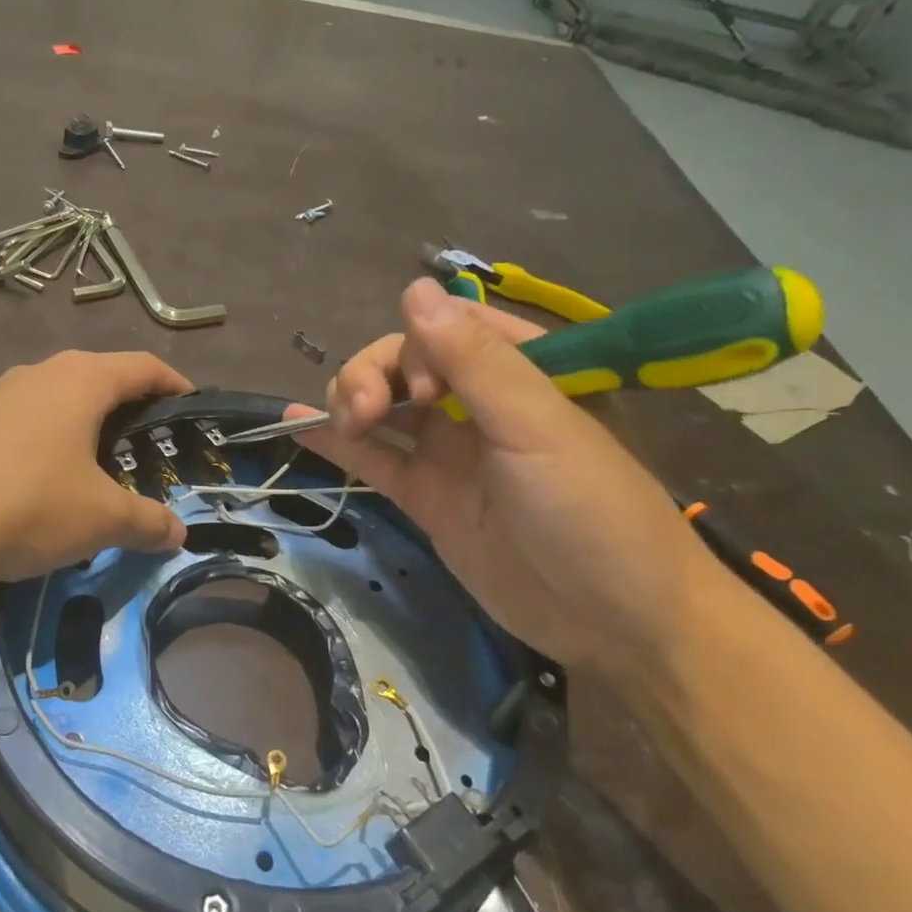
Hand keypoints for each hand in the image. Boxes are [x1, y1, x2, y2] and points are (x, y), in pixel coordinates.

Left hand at [0, 350, 191, 590]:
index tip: (191, 404)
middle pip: (99, 378)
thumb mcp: (101, 519)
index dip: (174, 383)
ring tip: (99, 467)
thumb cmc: (30, 505)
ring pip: (57, 400)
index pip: (143, 366)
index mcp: (81, 380)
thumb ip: (147, 521)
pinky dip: (48, 443)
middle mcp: (39, 374)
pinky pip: (24, 423)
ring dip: (84, 426)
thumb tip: (178, 534)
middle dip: (129, 407)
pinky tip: (44, 483)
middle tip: (149, 445)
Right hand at [297, 280, 725, 680]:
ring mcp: (450, 451)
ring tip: (342, 423)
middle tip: (365, 413)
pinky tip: (296, 423)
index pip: (449, 327)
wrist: (615, 623)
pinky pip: (375, 458)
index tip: (422, 389)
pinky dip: (336, 443)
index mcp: (523, 370)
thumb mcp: (537, 427)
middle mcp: (480, 403)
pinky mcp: (427, 496)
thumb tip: (413, 288)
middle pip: (404, 363)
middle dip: (373, 376)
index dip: (418, 345)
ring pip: (383, 406)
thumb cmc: (592, 511)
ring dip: (350, 400)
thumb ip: (474, 360)